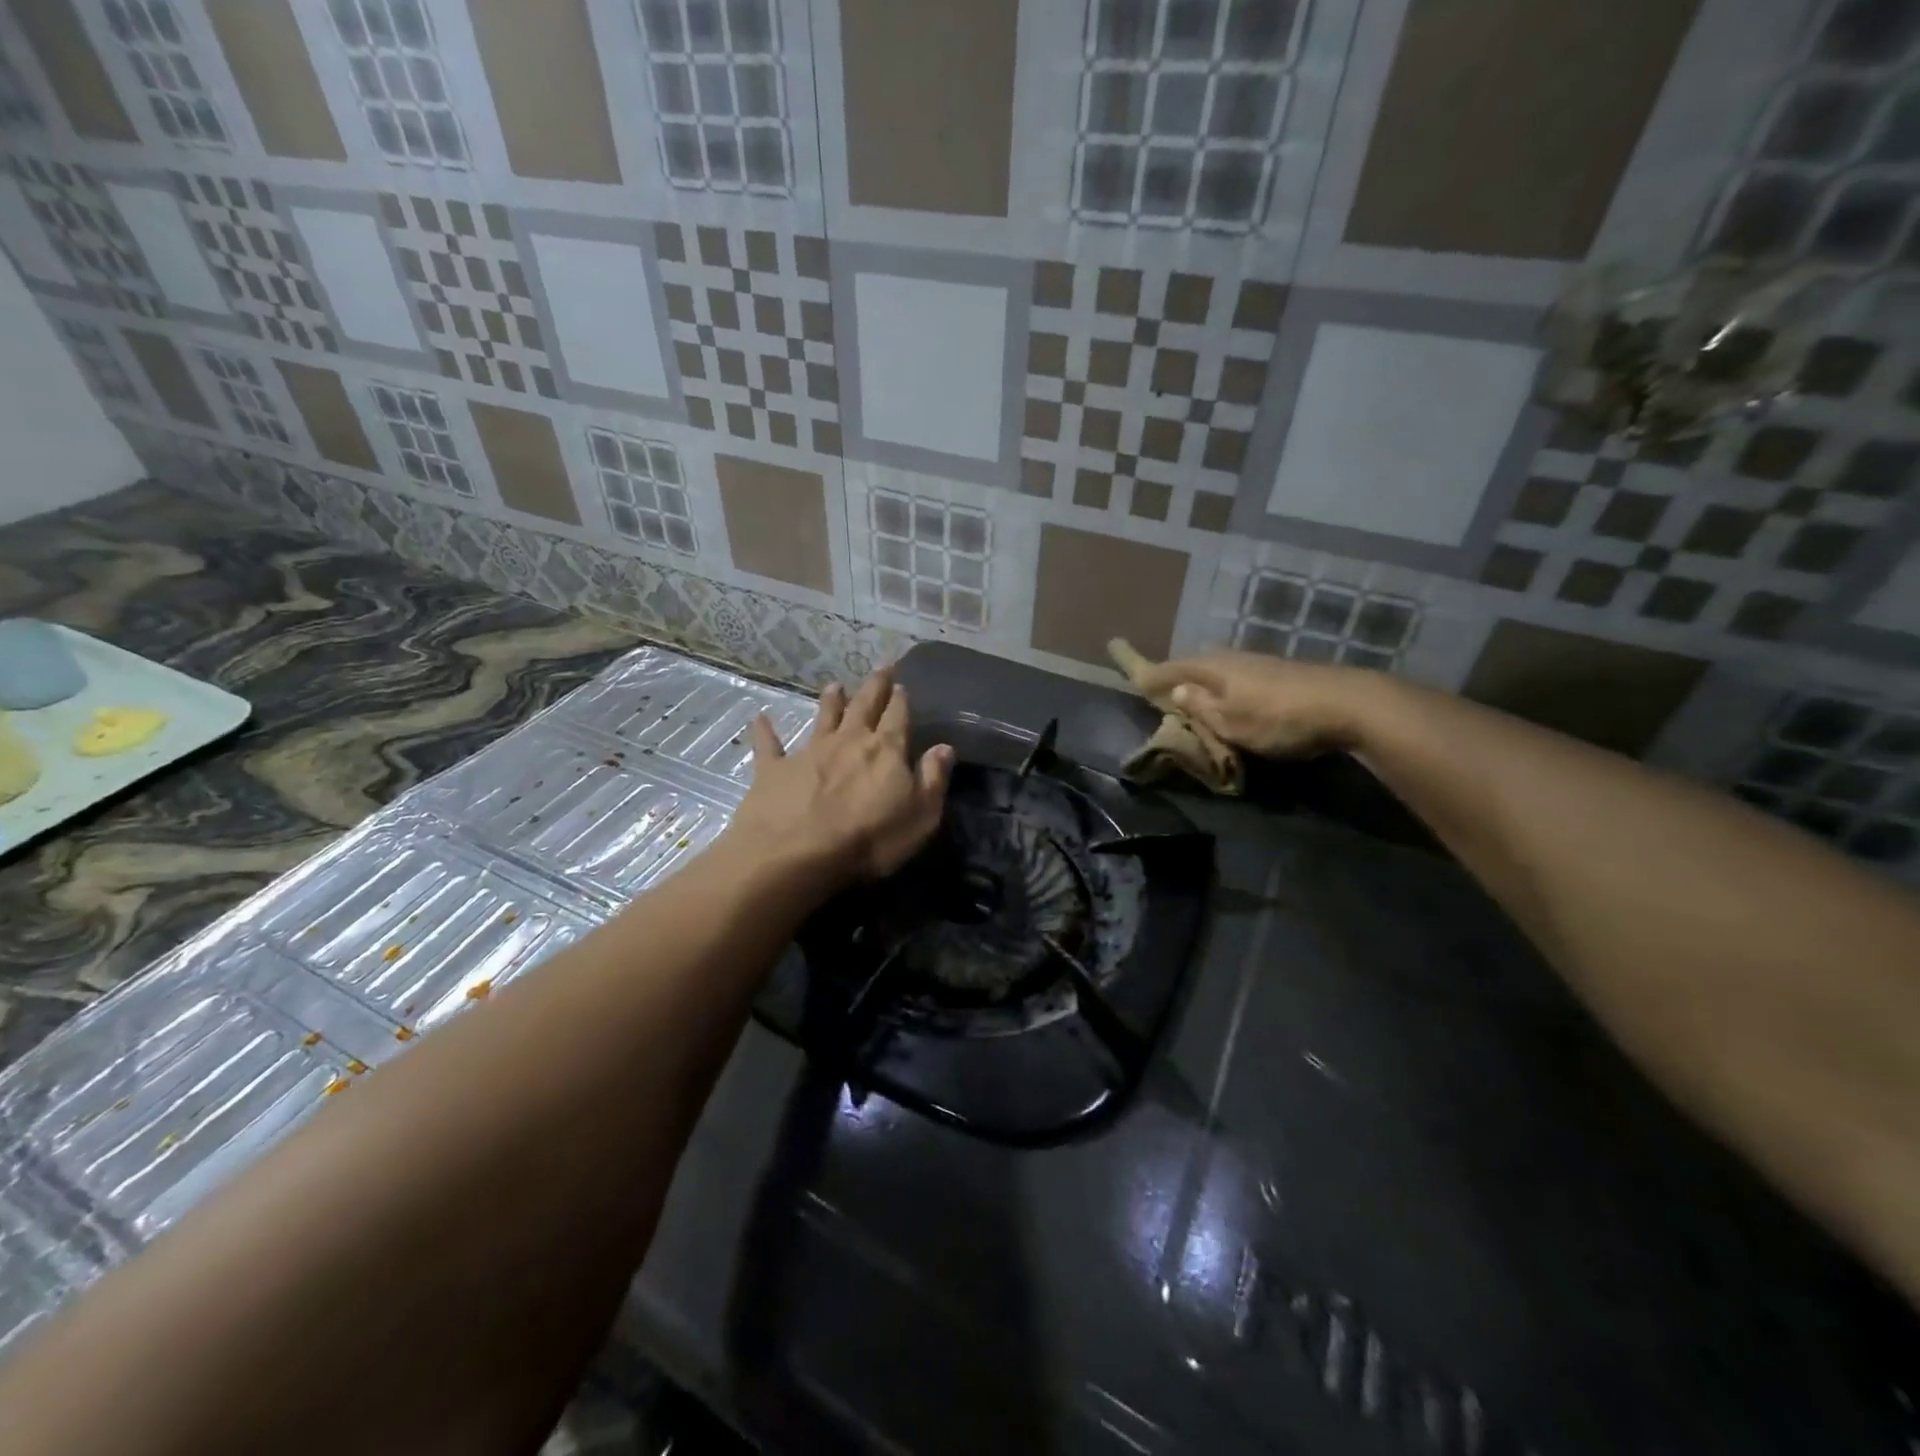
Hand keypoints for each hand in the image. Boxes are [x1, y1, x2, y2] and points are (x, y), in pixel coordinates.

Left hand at [729, 668, 953, 886]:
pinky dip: (765, 730)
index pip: (898, 717)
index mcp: (886, 750)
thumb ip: (933, 779)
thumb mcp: (920, 816)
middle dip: (874, 686)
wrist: (797, 854)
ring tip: (835, 685)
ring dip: (831, 701)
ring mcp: (809, 752)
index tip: (902, 685)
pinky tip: (760, 718)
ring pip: (823, 717)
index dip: (901, 700)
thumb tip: (944, 747)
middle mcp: (848, 741)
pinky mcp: (774, 769)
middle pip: (864, 706)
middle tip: (881, 667)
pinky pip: (769, 745)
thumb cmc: (869, 840)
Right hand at [1134, 651, 1367, 757]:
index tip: (1132, 675)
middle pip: (1195, 664)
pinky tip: (1231, 698)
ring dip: (1204, 682)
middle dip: (1178, 675)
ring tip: (1194, 697)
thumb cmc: (1278, 717)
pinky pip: (1239, 677)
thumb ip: (1201, 707)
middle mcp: (1232, 658)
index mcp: (1213, 668)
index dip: (1150, 673)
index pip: (1171, 668)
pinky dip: (1226, 687)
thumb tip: (1176, 689)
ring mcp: (1259, 663)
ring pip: (1219, 670)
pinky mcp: (1280, 673)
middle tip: (1161, 689)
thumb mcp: (1231, 722)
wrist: (1348, 704)